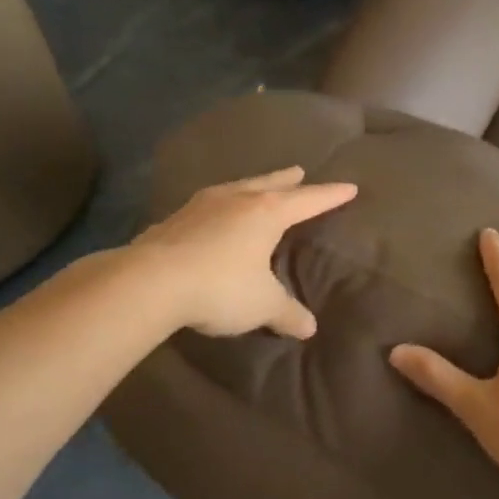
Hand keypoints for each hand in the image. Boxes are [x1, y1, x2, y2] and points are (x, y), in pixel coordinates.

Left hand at [131, 167, 355, 338]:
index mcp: (268, 213)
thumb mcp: (262, 305)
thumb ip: (287, 313)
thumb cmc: (220, 286)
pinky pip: (209, 205)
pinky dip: (222, 205)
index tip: (349, 186)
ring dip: (252, 186)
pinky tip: (214, 214)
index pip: (309, 200)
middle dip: (288, 179)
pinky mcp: (174, 219)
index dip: (331, 195)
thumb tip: (309, 328)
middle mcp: (238, 200)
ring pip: (237, 188)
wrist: (148, 283)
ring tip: (257, 188)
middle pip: (270, 183)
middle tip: (300, 171)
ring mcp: (202, 205)